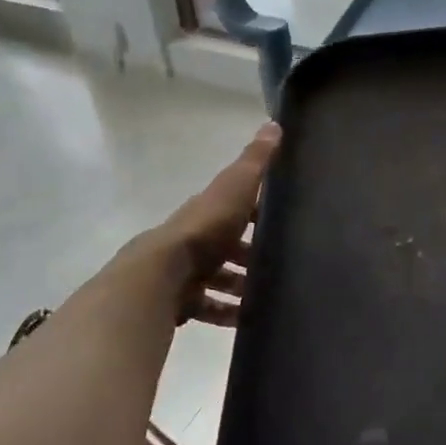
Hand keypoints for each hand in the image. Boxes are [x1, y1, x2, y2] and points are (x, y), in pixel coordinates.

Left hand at [147, 121, 279, 325]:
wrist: (161, 276)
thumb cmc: (205, 229)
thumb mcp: (236, 187)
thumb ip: (255, 161)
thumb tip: (274, 124)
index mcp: (207, 210)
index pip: (235, 206)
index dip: (257, 212)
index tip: (284, 221)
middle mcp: (195, 238)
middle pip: (228, 245)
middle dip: (252, 255)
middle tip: (283, 265)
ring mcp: (186, 271)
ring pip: (219, 277)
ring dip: (241, 285)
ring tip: (270, 296)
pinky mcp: (182, 301)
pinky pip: (209, 308)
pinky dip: (227, 313)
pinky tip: (248, 320)